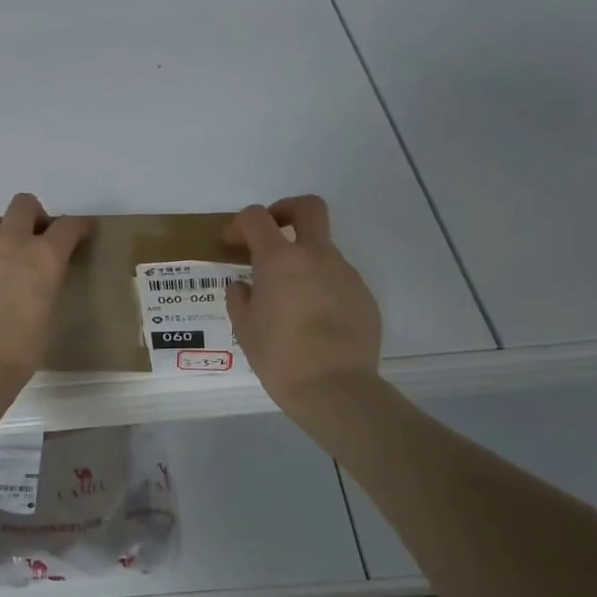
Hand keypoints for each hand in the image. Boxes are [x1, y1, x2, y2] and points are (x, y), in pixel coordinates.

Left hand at [0, 194, 88, 377]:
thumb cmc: (19, 351)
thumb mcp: (47, 312)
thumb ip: (44, 283)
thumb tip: (34, 279)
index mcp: (44, 257)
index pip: (68, 226)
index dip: (78, 226)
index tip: (80, 230)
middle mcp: (9, 241)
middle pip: (23, 204)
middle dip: (31, 216)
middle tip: (30, 237)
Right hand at [224, 195, 381, 410]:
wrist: (336, 389)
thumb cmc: (280, 357)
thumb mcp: (245, 329)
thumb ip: (239, 299)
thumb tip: (243, 286)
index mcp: (279, 260)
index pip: (256, 218)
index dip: (240, 224)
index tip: (233, 244)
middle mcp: (316, 256)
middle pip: (308, 207)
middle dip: (286, 210)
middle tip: (272, 234)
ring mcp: (345, 274)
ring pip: (323, 249)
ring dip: (304, 260)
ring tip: (290, 298)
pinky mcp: (364, 296)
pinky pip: (338, 280)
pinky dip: (322, 287)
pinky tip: (314, 320)